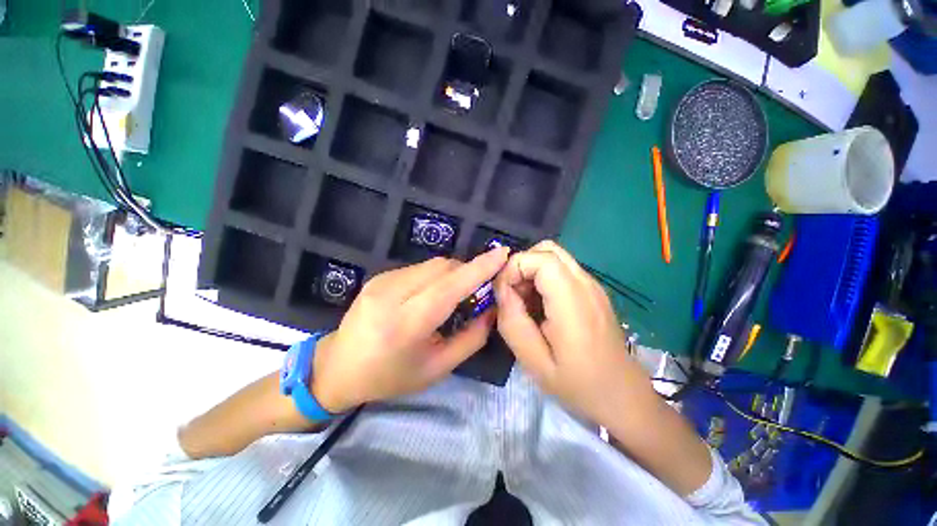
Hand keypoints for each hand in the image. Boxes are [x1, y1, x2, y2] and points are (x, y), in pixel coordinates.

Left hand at [311, 247, 510, 412]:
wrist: (338, 367)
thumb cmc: (390, 376)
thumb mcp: (438, 368)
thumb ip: (471, 338)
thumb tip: (492, 309)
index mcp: (406, 324)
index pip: (449, 286)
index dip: (479, 268)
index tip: (502, 253)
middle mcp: (392, 294)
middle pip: (443, 267)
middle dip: (468, 272)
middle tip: (478, 291)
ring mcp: (383, 280)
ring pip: (433, 264)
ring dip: (452, 274)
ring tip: (453, 296)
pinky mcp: (380, 275)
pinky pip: (420, 268)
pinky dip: (436, 276)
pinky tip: (431, 295)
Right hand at [494, 240, 653, 426]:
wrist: (622, 395)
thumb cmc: (577, 383)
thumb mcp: (534, 361)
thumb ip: (512, 321)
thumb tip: (502, 289)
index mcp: (573, 301)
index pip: (540, 258)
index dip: (514, 267)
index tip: (503, 293)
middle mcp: (586, 283)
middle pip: (547, 249)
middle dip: (521, 265)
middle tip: (513, 295)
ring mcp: (592, 285)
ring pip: (554, 256)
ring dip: (531, 271)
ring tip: (525, 301)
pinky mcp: (593, 290)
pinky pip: (562, 270)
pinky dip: (543, 278)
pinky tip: (541, 306)